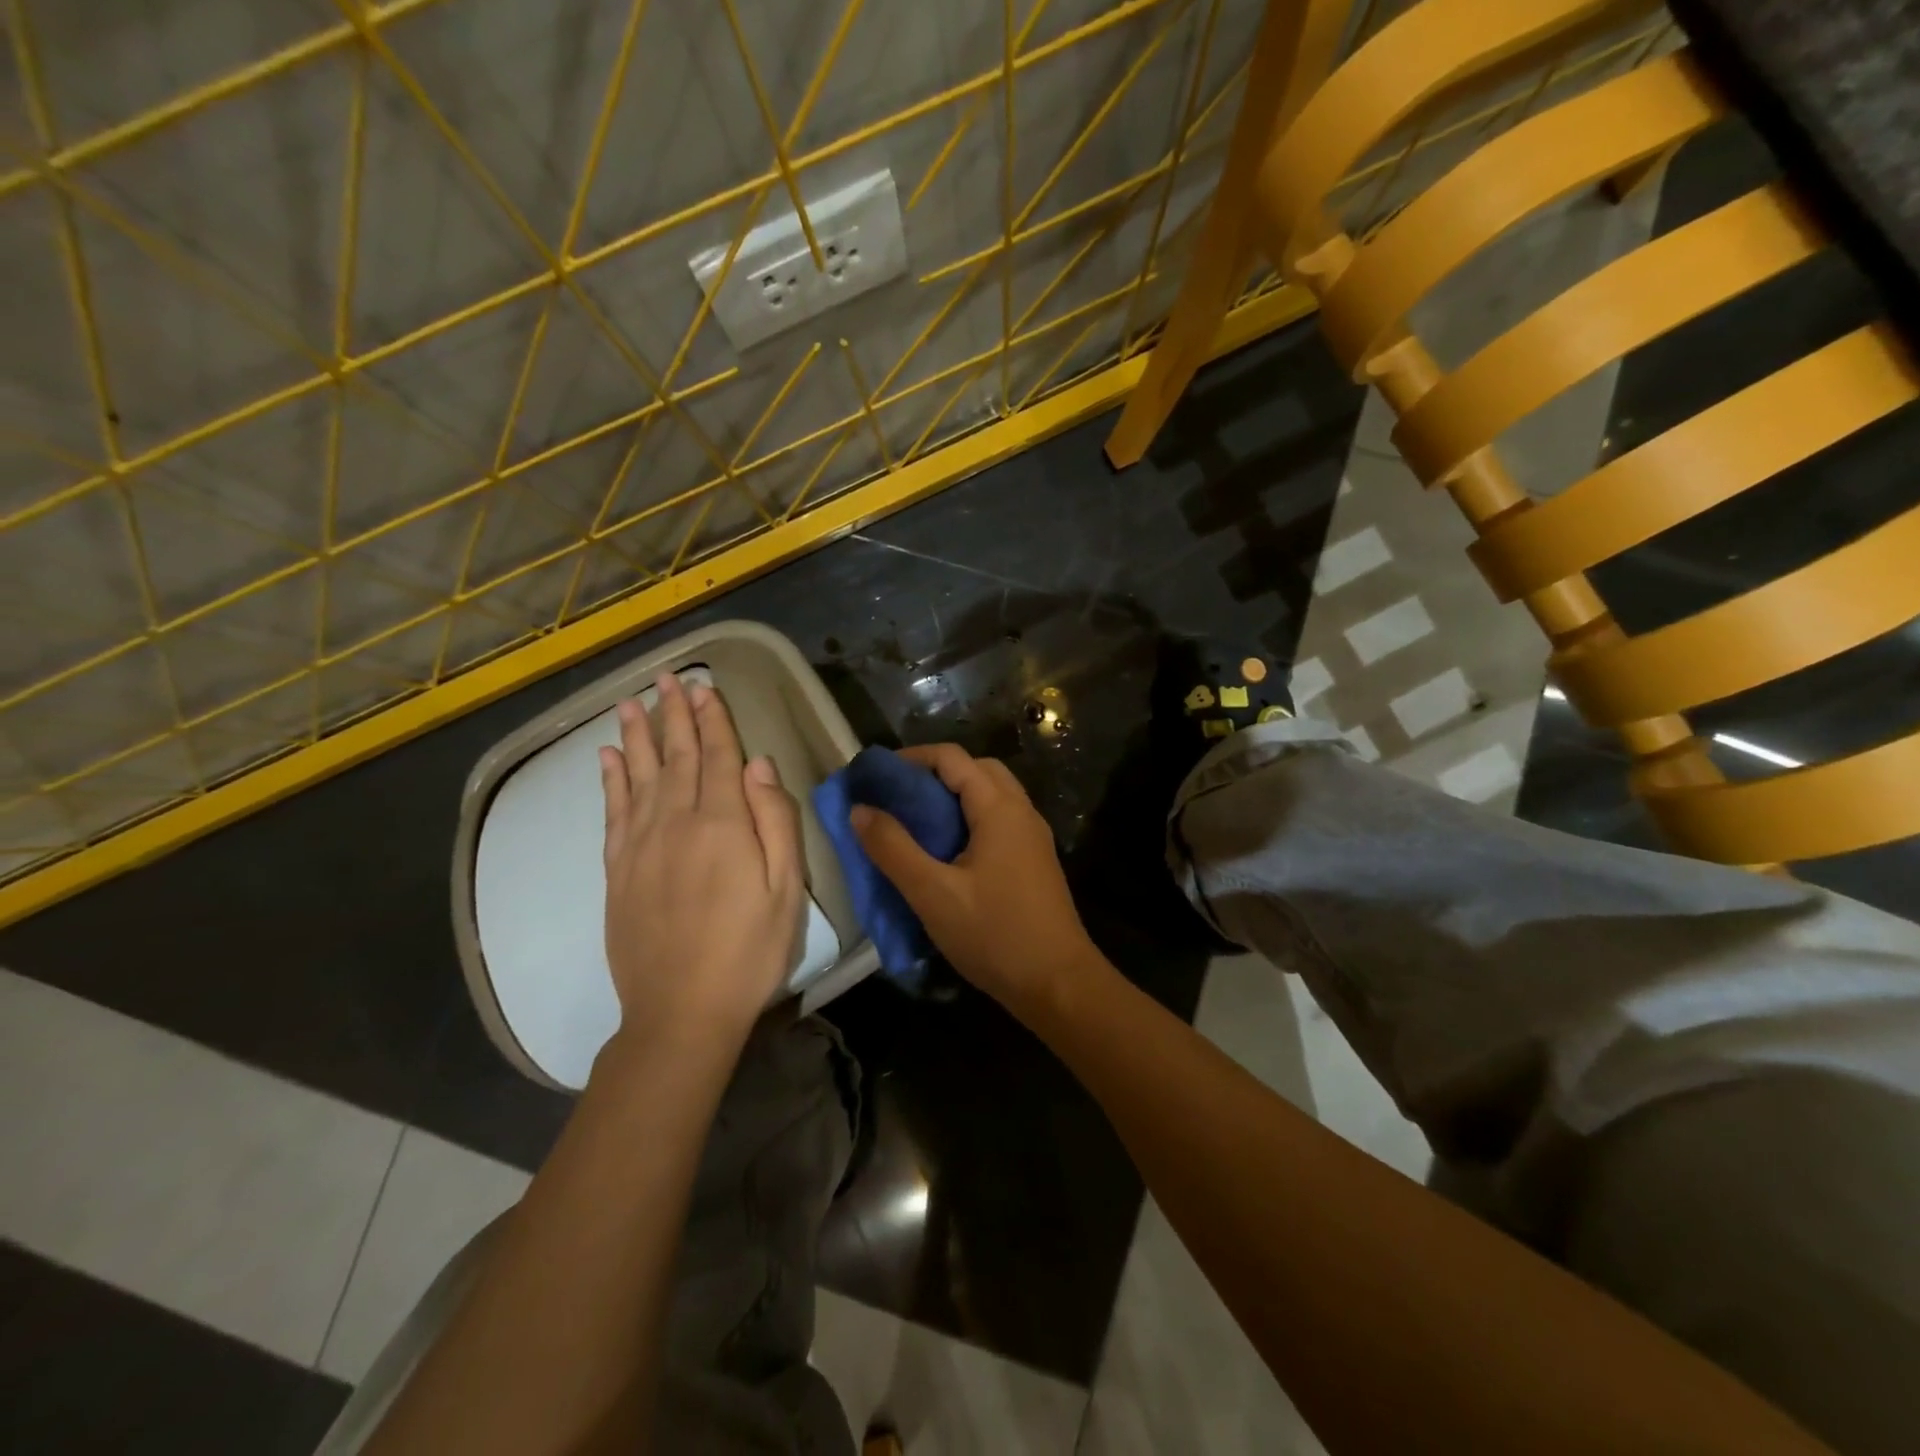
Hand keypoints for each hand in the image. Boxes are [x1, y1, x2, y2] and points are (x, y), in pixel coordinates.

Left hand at [597, 673, 802, 1058]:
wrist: (681, 1011)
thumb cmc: (749, 950)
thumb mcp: (785, 888)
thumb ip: (774, 820)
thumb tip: (758, 764)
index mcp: (722, 824)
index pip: (716, 757)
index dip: (712, 720)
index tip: (704, 687)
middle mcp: (675, 822)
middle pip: (675, 757)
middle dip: (674, 715)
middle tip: (667, 679)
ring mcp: (640, 845)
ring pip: (638, 776)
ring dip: (637, 736)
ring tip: (632, 703)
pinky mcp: (617, 871)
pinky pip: (612, 812)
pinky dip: (610, 780)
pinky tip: (608, 758)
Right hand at [851, 743, 1102, 1022]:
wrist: (1058, 983)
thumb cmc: (995, 934)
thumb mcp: (932, 893)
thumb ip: (893, 848)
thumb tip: (859, 809)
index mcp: (999, 808)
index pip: (952, 758)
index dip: (911, 758)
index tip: (875, 776)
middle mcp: (1021, 811)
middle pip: (975, 769)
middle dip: (933, 774)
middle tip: (897, 798)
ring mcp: (1032, 836)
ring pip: (990, 795)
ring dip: (953, 797)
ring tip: (916, 822)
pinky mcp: (1034, 860)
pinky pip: (998, 820)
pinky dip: (969, 819)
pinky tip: (947, 851)